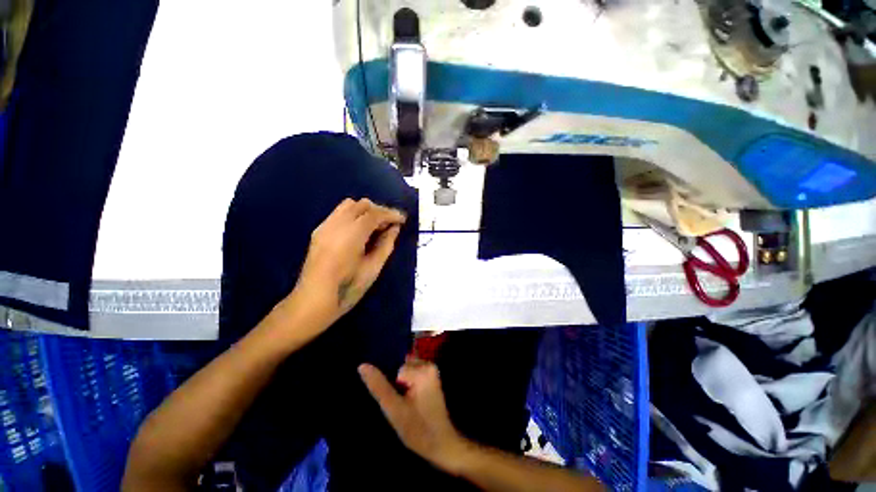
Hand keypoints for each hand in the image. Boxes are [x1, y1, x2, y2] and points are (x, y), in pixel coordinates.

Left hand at [291, 198, 406, 326]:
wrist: (314, 300)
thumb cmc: (348, 288)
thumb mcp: (373, 268)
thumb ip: (386, 245)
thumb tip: (394, 228)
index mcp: (351, 234)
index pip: (374, 214)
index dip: (391, 214)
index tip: (402, 220)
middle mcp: (336, 224)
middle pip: (361, 204)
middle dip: (379, 210)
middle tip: (390, 224)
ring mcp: (325, 226)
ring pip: (348, 205)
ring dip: (366, 211)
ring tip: (376, 226)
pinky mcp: (319, 231)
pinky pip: (339, 214)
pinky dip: (354, 215)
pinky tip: (360, 231)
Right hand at [359, 359, 471, 474]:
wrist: (442, 444)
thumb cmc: (418, 429)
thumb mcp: (394, 410)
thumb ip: (379, 386)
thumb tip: (362, 365)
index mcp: (423, 369)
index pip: (395, 370)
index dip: (394, 388)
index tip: (402, 403)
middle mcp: (429, 365)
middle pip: (400, 367)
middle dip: (398, 385)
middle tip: (405, 405)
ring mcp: (431, 370)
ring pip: (404, 371)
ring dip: (402, 386)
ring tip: (409, 405)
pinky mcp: (431, 377)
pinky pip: (411, 374)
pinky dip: (407, 386)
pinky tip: (412, 402)